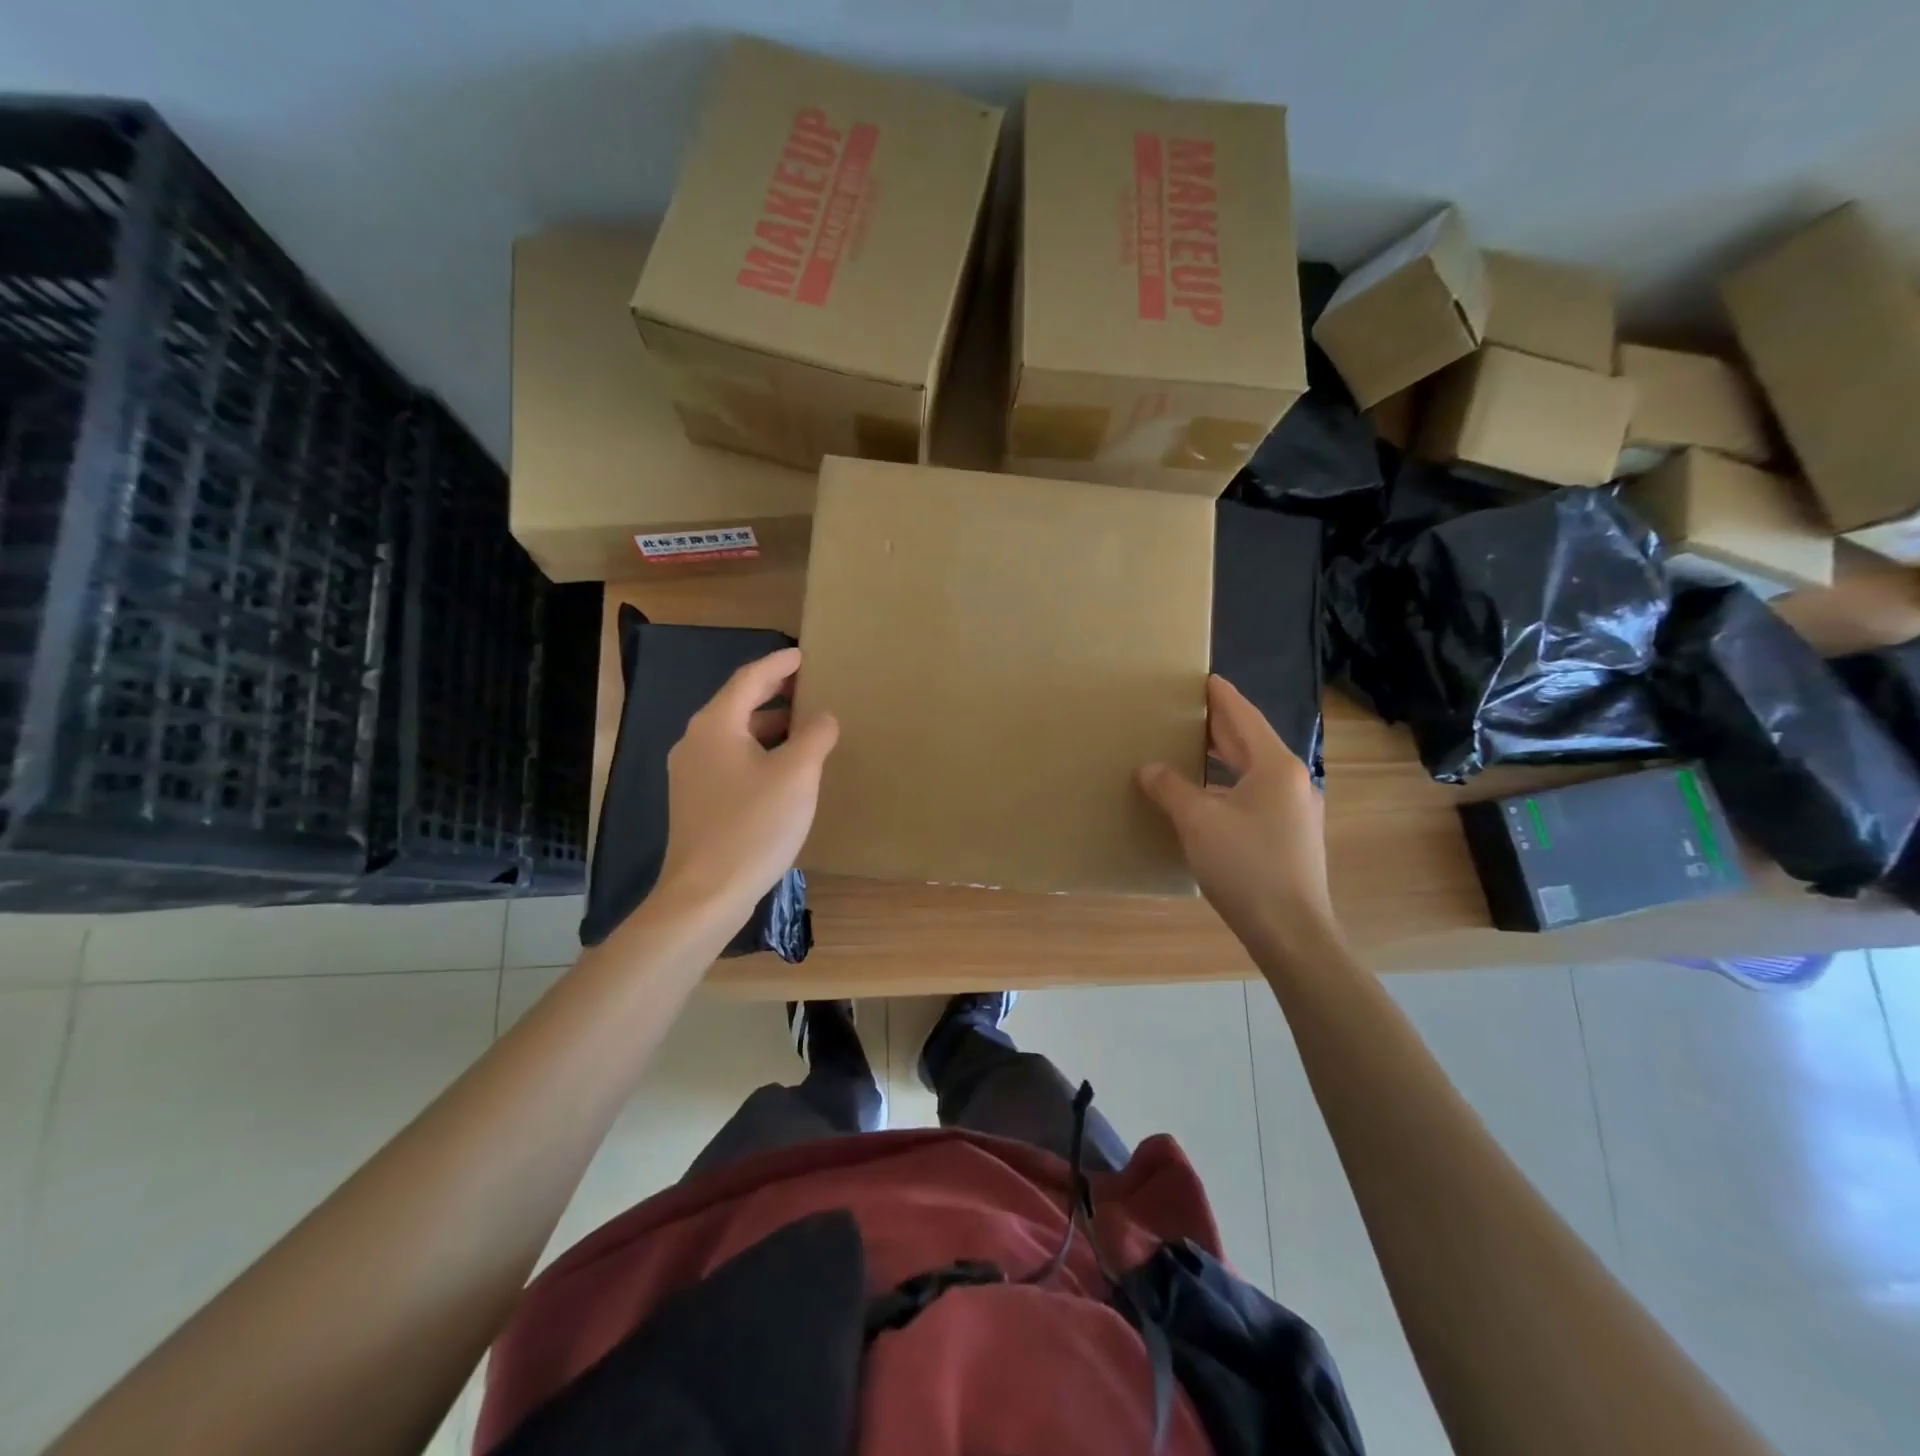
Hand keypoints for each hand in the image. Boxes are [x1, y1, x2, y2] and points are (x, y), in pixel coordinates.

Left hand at [658, 648, 838, 920]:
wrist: (706, 893)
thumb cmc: (753, 826)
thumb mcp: (796, 775)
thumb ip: (815, 736)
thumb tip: (823, 717)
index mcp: (716, 725)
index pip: (750, 678)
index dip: (779, 663)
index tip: (804, 655)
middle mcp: (696, 741)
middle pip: (738, 704)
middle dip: (775, 693)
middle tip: (810, 687)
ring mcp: (691, 773)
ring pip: (735, 734)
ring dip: (768, 725)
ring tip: (804, 726)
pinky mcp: (696, 800)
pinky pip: (730, 760)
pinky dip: (758, 751)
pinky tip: (783, 768)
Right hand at [1137, 675, 1339, 957]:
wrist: (1291, 932)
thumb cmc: (1246, 866)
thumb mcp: (1198, 821)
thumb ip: (1170, 788)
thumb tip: (1149, 768)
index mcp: (1275, 766)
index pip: (1243, 717)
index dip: (1220, 696)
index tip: (1202, 678)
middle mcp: (1291, 781)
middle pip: (1249, 741)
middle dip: (1218, 725)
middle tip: (1185, 709)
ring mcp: (1295, 810)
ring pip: (1252, 771)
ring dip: (1222, 757)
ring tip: (1189, 748)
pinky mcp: (1290, 837)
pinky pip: (1254, 795)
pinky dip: (1228, 785)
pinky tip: (1206, 797)